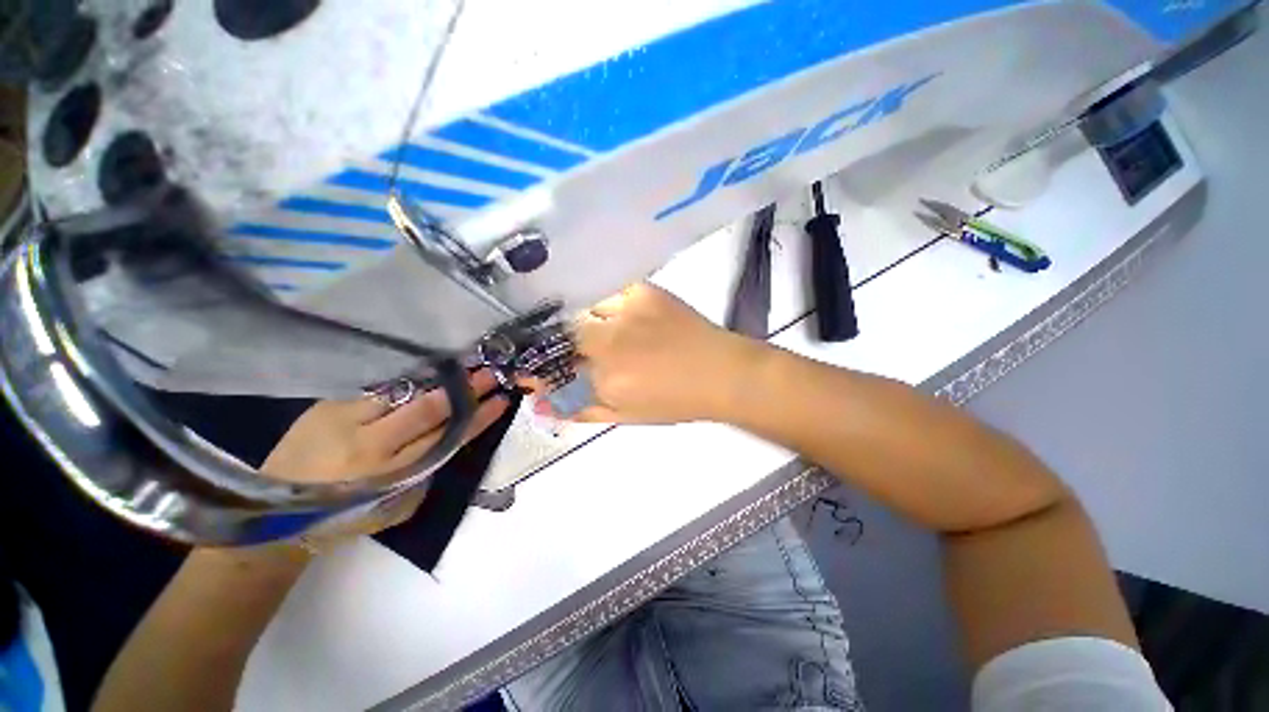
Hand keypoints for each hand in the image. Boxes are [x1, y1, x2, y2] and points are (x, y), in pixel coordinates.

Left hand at [261, 369, 509, 541]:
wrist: (275, 510)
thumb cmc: (345, 515)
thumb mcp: (395, 506)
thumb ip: (427, 472)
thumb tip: (452, 436)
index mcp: (392, 475)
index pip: (448, 438)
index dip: (478, 418)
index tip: (501, 401)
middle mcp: (371, 445)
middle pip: (429, 409)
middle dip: (464, 390)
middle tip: (490, 373)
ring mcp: (346, 421)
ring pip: (404, 392)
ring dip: (438, 379)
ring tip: (462, 366)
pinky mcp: (327, 406)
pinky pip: (377, 388)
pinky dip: (406, 381)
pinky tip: (424, 371)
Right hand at [553, 284, 757, 423]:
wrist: (721, 372)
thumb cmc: (676, 401)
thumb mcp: (626, 416)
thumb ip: (580, 410)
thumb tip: (540, 406)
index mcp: (606, 379)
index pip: (553, 369)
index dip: (537, 370)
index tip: (529, 371)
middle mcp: (611, 342)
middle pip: (562, 335)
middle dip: (555, 345)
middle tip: (564, 350)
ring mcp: (627, 311)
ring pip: (582, 310)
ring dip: (579, 322)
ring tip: (593, 329)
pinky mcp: (644, 291)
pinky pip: (607, 290)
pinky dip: (602, 302)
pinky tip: (611, 310)